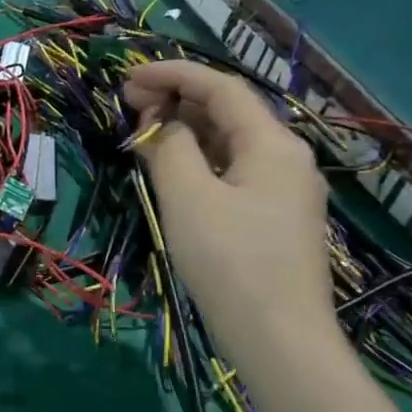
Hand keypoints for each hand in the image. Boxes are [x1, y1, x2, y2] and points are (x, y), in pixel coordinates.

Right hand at [123, 61, 330, 358]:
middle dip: (176, 100)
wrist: (277, 337)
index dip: (172, 73)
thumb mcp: (187, 195)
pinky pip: (231, 172)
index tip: (127, 76)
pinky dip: (198, 161)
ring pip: (228, 143)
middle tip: (128, 106)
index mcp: (272, 143)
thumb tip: (164, 127)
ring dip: (185, 131)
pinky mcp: (272, 218)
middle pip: (227, 111)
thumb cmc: (230, 260)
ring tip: (141, 134)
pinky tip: (170, 169)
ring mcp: (282, 190)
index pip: (220, 87)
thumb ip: (170, 147)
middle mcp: (285, 158)